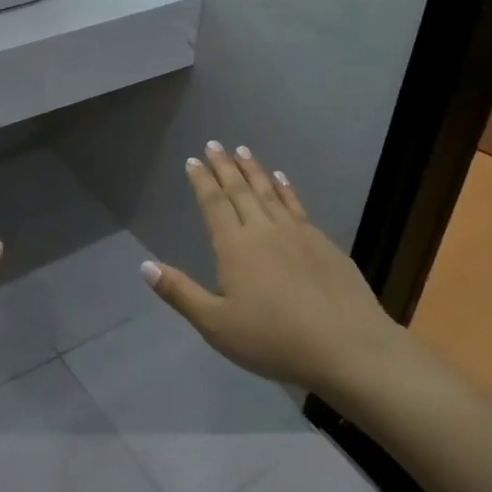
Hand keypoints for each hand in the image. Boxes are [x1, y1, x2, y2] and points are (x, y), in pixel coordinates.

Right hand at [142, 142, 401, 394]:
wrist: (347, 346)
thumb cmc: (273, 339)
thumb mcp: (216, 325)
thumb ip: (180, 293)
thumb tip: (144, 265)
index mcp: (235, 246)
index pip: (214, 204)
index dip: (202, 181)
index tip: (193, 160)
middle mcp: (264, 230)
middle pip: (240, 190)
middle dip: (225, 166)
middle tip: (215, 144)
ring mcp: (297, 233)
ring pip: (269, 192)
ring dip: (254, 170)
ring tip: (244, 152)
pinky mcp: (323, 243)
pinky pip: (296, 204)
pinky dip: (286, 188)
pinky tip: (283, 180)